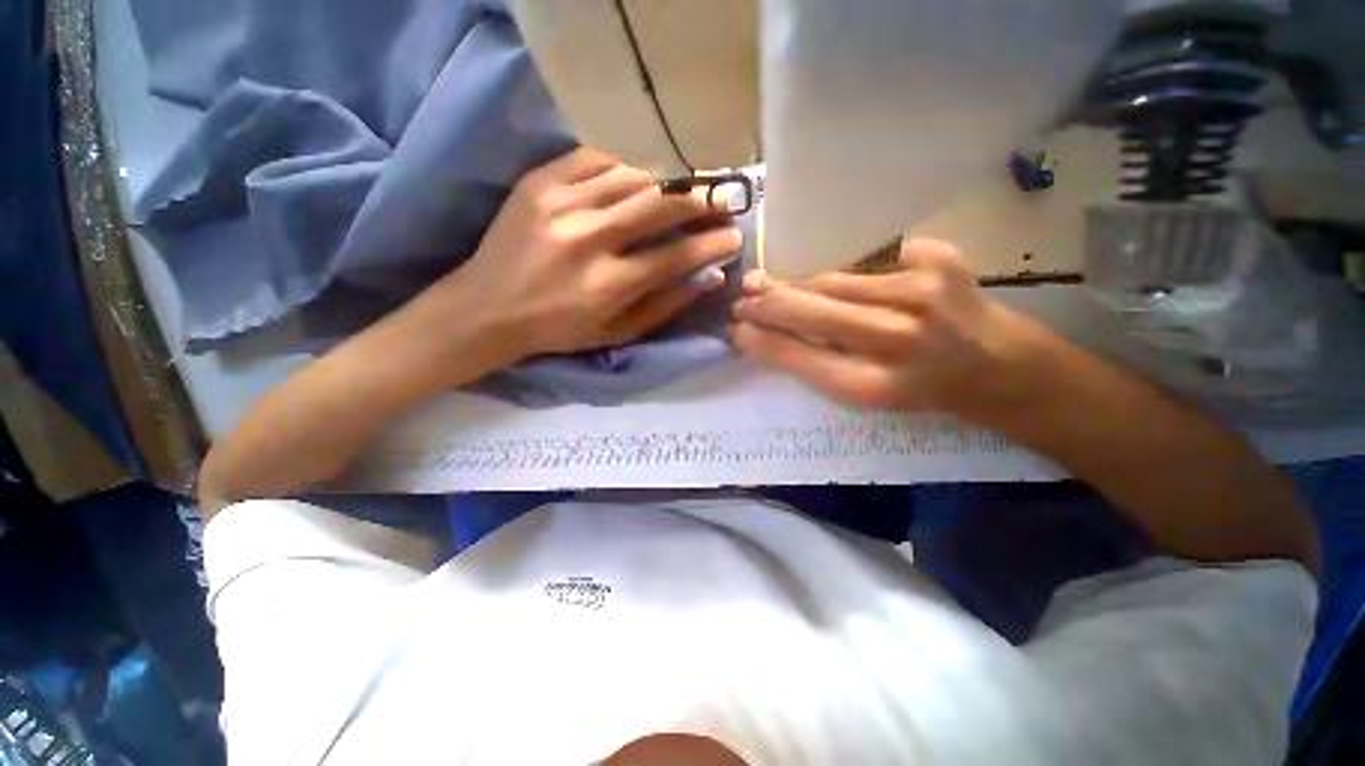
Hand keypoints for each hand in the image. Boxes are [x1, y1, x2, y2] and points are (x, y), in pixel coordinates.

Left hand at [432, 148, 741, 361]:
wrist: (488, 308)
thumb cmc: (559, 329)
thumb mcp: (618, 332)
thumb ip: (665, 304)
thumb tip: (709, 277)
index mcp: (609, 284)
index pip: (677, 255)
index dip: (711, 244)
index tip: (733, 236)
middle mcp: (589, 239)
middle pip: (660, 205)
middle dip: (700, 200)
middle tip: (720, 201)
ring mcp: (560, 204)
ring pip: (633, 176)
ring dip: (665, 183)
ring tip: (680, 192)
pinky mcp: (538, 182)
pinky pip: (595, 158)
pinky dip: (624, 167)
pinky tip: (634, 180)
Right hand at [730, 238, 1023, 412]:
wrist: (998, 367)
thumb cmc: (918, 389)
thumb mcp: (862, 394)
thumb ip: (812, 363)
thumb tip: (761, 333)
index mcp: (875, 386)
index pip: (798, 356)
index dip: (760, 339)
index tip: (736, 328)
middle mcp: (897, 340)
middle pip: (810, 311)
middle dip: (767, 303)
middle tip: (742, 299)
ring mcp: (922, 294)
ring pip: (833, 281)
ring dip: (801, 287)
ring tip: (776, 289)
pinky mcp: (941, 261)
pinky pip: (870, 262)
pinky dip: (848, 275)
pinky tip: (844, 286)